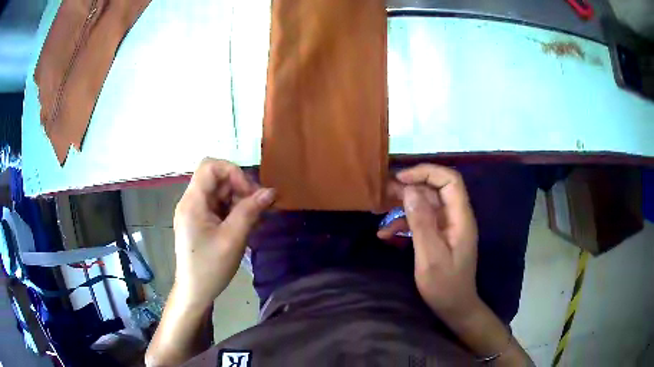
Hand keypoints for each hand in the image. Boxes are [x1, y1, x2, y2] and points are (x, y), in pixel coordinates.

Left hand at [172, 158, 274, 309]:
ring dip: (238, 200)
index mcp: (192, 202)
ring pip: (219, 192)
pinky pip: (218, 206)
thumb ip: (250, 211)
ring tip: (254, 219)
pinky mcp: (199, 222)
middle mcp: (190, 202)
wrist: (195, 292)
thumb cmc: (210, 268)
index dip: (233, 172)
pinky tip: (245, 225)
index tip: (250, 193)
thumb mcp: (232, 239)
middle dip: (239, 188)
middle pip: (216, 179)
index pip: (210, 166)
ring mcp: (194, 212)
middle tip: (258, 207)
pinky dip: (233, 211)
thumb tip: (270, 191)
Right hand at [394, 164, 479, 318]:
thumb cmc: (445, 286)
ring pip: (427, 204)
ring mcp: (448, 226)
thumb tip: (410, 190)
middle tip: (385, 191)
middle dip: (411, 187)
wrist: (455, 307)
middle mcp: (456, 217)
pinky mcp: (440, 236)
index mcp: (460, 218)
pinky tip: (385, 233)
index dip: (427, 172)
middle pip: (436, 189)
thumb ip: (422, 223)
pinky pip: (423, 221)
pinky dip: (405, 223)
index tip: (401, 179)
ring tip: (380, 209)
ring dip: (405, 205)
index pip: (449, 180)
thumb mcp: (430, 256)